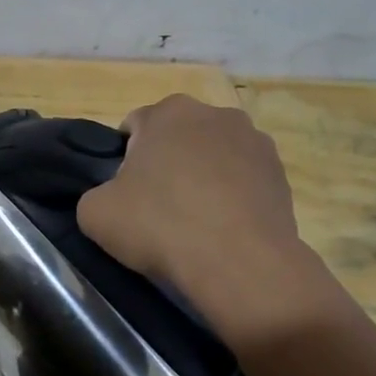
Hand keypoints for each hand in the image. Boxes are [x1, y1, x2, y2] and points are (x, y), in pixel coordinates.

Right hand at [77, 95, 319, 344]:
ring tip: (194, 221)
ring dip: (201, 177)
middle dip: (166, 163)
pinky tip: (222, 228)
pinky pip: (242, 180)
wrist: (239, 263)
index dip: (124, 160)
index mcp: (168, 112)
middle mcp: (215, 114)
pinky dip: (231, 197)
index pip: (134, 126)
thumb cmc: (160, 226)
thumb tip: (112, 198)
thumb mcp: (95, 214)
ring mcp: (255, 141)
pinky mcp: (280, 173)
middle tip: (156, 207)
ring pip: (213, 156)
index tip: (125, 193)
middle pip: (177, 137)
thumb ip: (95, 194)